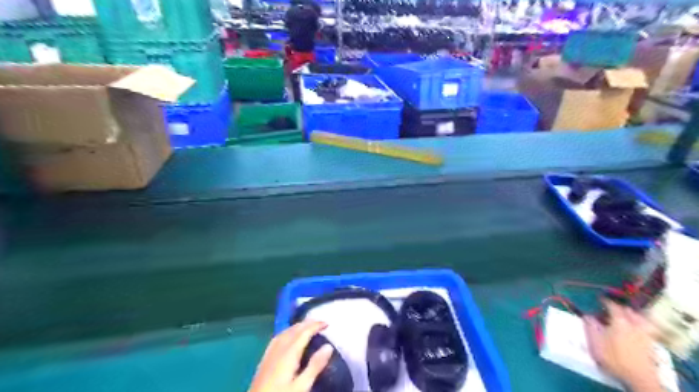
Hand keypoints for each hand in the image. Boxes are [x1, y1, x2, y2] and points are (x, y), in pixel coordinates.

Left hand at [249, 321, 331, 391]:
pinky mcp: (265, 359)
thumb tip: (328, 346)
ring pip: (285, 332)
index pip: (304, 332)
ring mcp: (270, 353)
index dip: (316, 325)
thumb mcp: (302, 386)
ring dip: (297, 326)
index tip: (327, 323)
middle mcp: (279, 348)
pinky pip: (277, 338)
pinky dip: (287, 332)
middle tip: (320, 322)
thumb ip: (315, 366)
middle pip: (294, 330)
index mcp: (289, 353)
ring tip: (307, 326)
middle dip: (307, 323)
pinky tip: (287, 336)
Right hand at [586, 301, 661, 389]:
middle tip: (613, 308)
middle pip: (629, 311)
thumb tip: (586, 315)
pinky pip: (648, 329)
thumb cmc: (613, 357)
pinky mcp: (651, 345)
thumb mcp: (595, 341)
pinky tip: (638, 330)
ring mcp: (645, 335)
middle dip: (621, 307)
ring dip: (634, 315)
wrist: (639, 377)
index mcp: (619, 321)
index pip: (613, 306)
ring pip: (641, 319)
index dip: (606, 301)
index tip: (600, 299)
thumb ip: (590, 326)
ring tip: (628, 316)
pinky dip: (643, 326)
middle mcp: (634, 325)